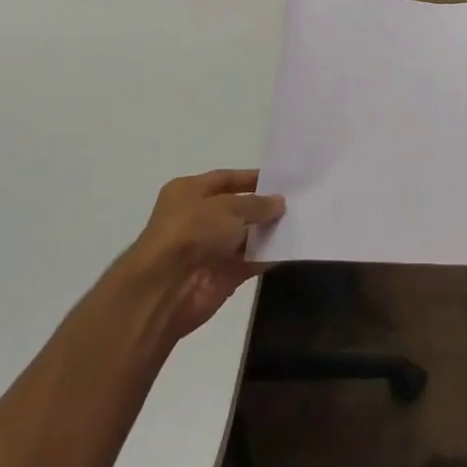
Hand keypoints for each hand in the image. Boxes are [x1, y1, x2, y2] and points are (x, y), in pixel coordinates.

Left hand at [123, 170, 284, 340]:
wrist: (166, 287)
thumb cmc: (192, 232)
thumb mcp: (229, 208)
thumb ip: (257, 204)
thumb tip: (279, 203)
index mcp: (189, 192)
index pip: (225, 179)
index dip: (252, 179)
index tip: (281, 181)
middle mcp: (197, 218)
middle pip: (237, 209)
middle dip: (264, 208)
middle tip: (296, 204)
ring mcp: (208, 248)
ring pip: (245, 237)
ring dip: (268, 233)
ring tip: (300, 224)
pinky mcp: (220, 275)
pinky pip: (249, 262)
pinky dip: (267, 257)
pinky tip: (291, 249)